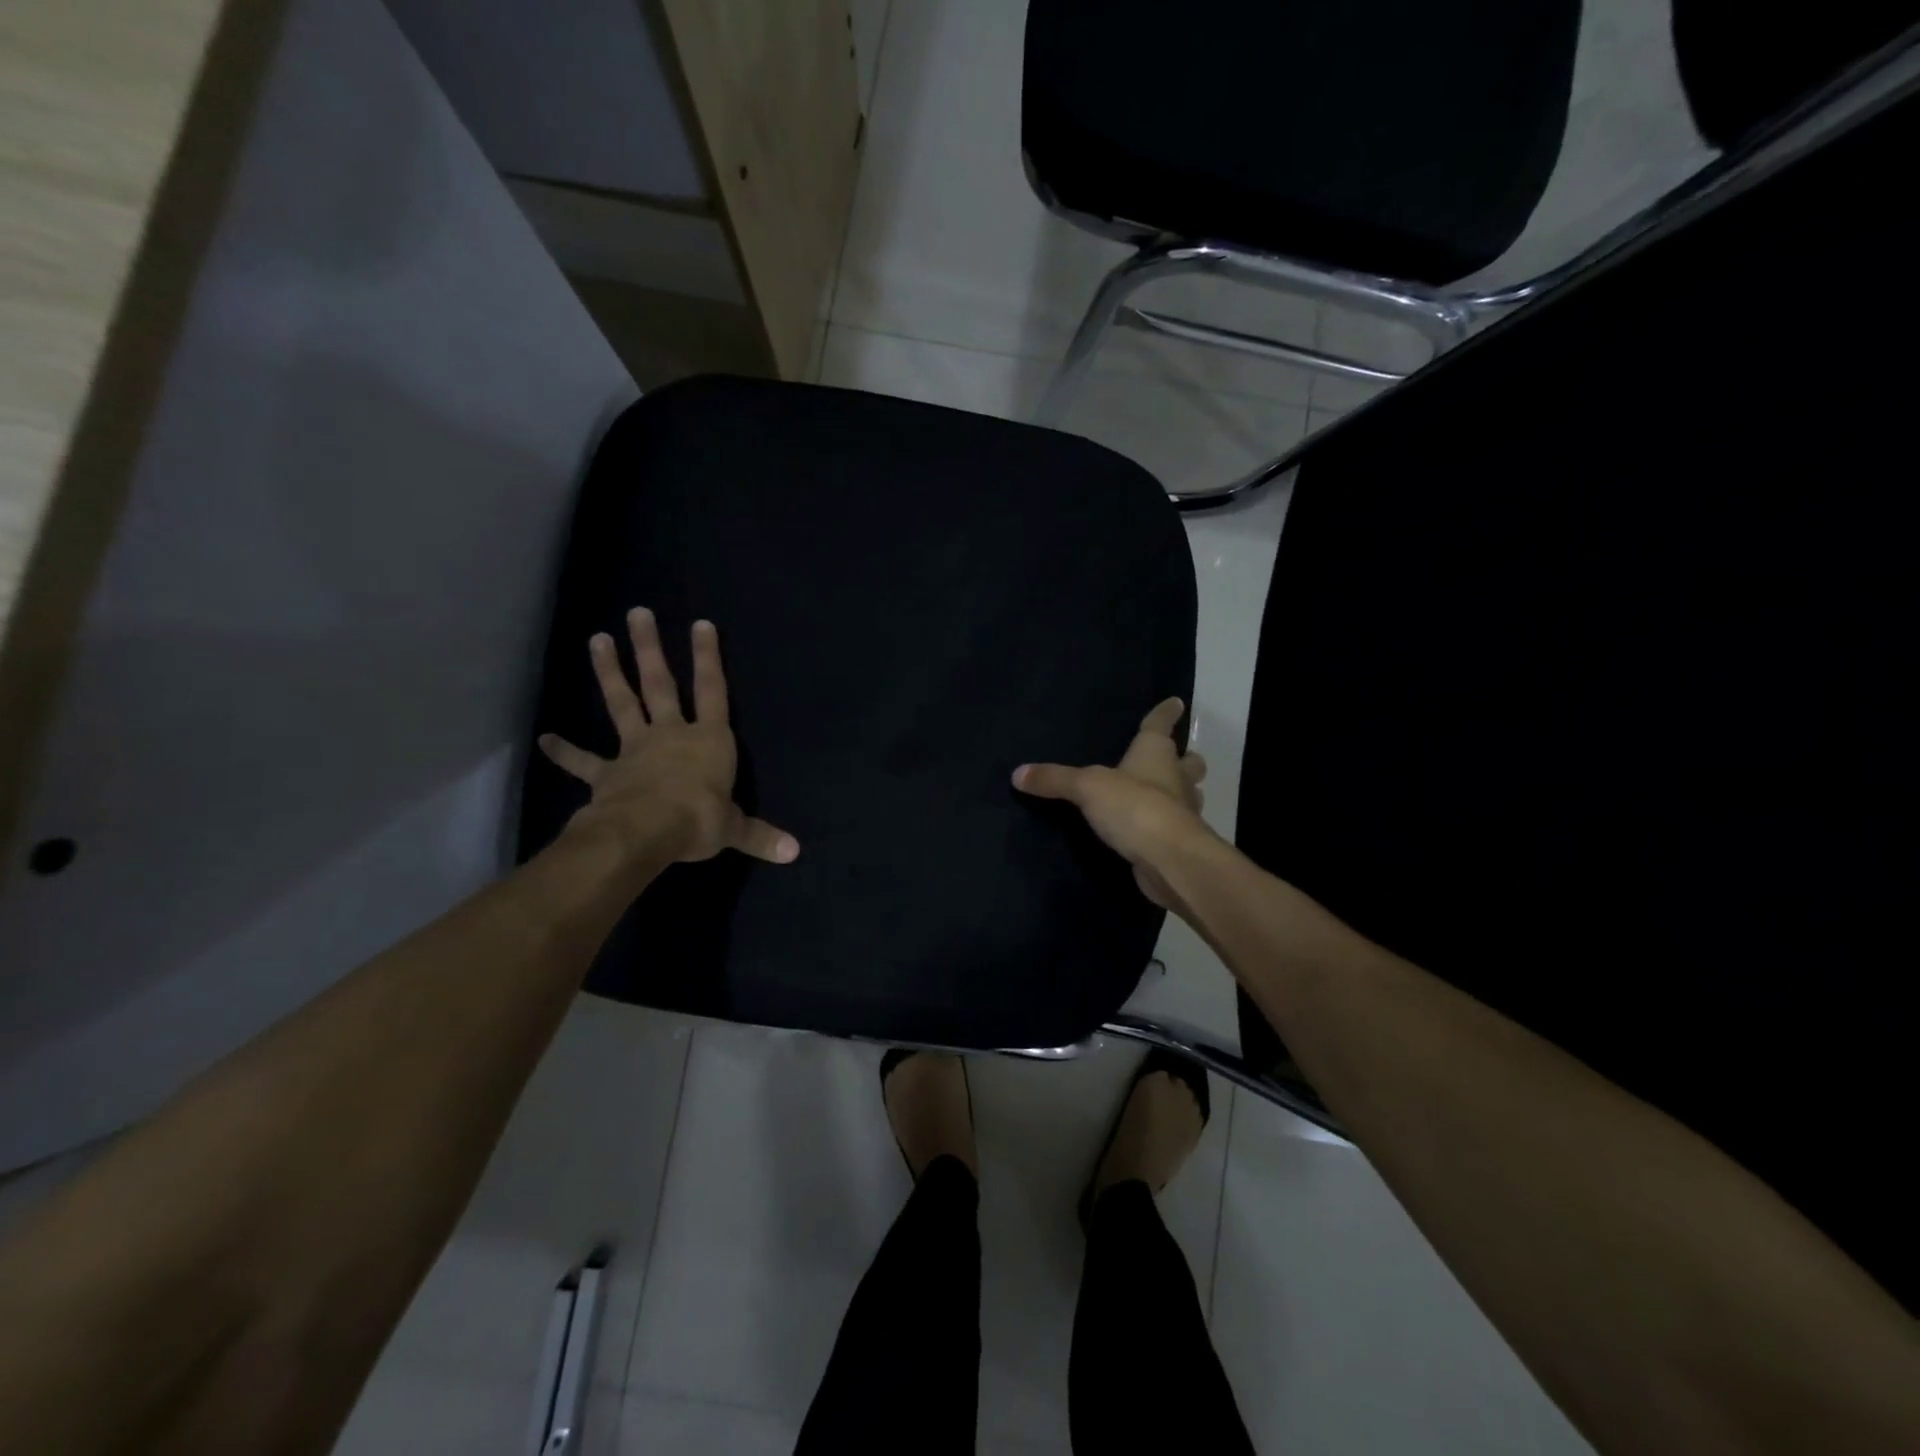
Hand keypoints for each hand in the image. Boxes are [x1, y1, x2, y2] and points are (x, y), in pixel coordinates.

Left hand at [538, 608, 798, 865]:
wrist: (647, 831)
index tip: (700, 624)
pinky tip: (544, 740)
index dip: (708, 658)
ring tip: (597, 639)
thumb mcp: (735, 828)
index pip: (712, 690)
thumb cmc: (699, 819)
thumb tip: (795, 852)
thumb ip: (760, 835)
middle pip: (660, 684)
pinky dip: (565, 751)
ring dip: (610, 672)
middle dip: (651, 648)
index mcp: (708, 740)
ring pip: (622, 703)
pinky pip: (584, 761)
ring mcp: (635, 749)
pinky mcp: (607, 773)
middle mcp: (671, 734)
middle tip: (638, 613)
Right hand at [1012, 697, 1214, 908]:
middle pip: (1188, 763)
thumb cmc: (1135, 808)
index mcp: (1156, 754)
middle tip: (1174, 758)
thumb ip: (1054, 780)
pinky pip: (1172, 826)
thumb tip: (1017, 773)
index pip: (1159, 725)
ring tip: (1160, 794)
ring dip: (1179, 793)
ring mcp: (1182, 812)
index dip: (1165, 713)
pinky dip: (1164, 824)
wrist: (1169, 860)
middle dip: (1184, 759)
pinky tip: (1148, 829)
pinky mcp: (1178, 842)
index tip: (1176, 702)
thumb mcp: (1087, 788)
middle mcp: (1175, 778)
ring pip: (1187, 795)